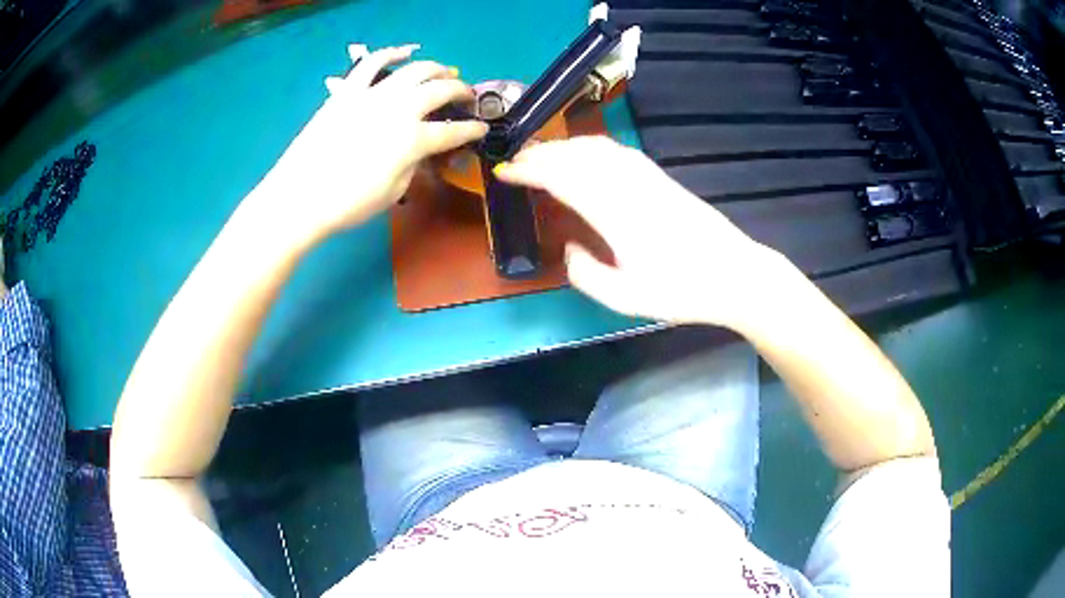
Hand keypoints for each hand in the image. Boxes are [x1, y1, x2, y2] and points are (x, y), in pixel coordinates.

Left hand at [254, 45, 488, 244]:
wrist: (300, 197)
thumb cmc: (348, 204)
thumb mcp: (393, 193)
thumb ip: (413, 165)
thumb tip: (420, 150)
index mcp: (413, 140)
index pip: (454, 131)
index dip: (472, 130)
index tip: (482, 129)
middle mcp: (399, 109)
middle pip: (440, 91)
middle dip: (461, 91)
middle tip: (466, 96)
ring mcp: (373, 95)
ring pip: (414, 69)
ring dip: (436, 68)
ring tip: (443, 72)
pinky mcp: (349, 91)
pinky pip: (372, 63)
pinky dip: (392, 53)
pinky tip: (405, 51)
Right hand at [495, 136, 787, 330]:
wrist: (736, 275)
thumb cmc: (683, 291)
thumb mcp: (627, 299)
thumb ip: (587, 274)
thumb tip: (568, 247)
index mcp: (615, 213)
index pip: (562, 178)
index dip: (530, 171)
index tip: (506, 172)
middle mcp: (629, 186)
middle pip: (576, 156)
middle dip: (541, 154)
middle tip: (516, 161)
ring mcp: (648, 178)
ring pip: (597, 148)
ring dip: (565, 147)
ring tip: (542, 155)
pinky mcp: (662, 178)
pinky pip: (619, 151)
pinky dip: (592, 147)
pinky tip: (585, 155)